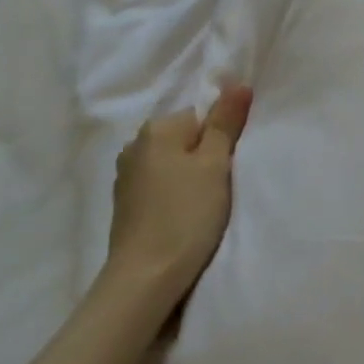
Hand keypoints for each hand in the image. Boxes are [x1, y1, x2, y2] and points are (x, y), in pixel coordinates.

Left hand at [108, 84, 253, 295]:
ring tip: (203, 207)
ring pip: (173, 164)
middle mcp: (135, 146)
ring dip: (190, 179)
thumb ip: (226, 122)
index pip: (201, 117)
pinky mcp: (125, 205)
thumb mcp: (215, 164)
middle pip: (186, 139)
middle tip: (219, 188)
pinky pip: (160, 186)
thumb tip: (238, 83)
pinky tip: (183, 218)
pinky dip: (174, 196)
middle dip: (205, 158)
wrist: (144, 280)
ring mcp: (126, 177)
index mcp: (156, 129)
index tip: (227, 168)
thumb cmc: (185, 215)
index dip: (221, 140)